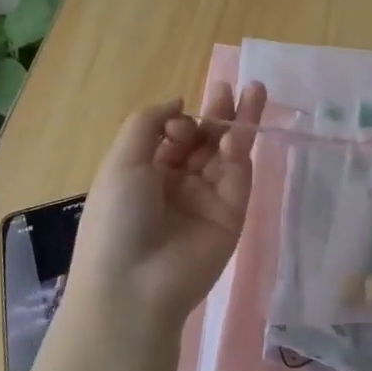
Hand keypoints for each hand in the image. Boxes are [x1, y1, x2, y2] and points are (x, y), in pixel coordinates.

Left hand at [68, 81, 267, 330]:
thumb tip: (179, 103)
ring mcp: (207, 200)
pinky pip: (239, 177)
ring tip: (254, 90)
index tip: (179, 121)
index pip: (172, 137)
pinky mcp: (232, 215)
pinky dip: (241, 151)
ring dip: (238, 123)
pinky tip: (240, 130)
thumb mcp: (121, 160)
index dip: (180, 121)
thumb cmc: (117, 218)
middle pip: (204, 141)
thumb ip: (149, 123)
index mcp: (146, 174)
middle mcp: (177, 185)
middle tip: (233, 86)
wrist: (135, 284)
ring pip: (227, 154)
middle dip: (217, 113)